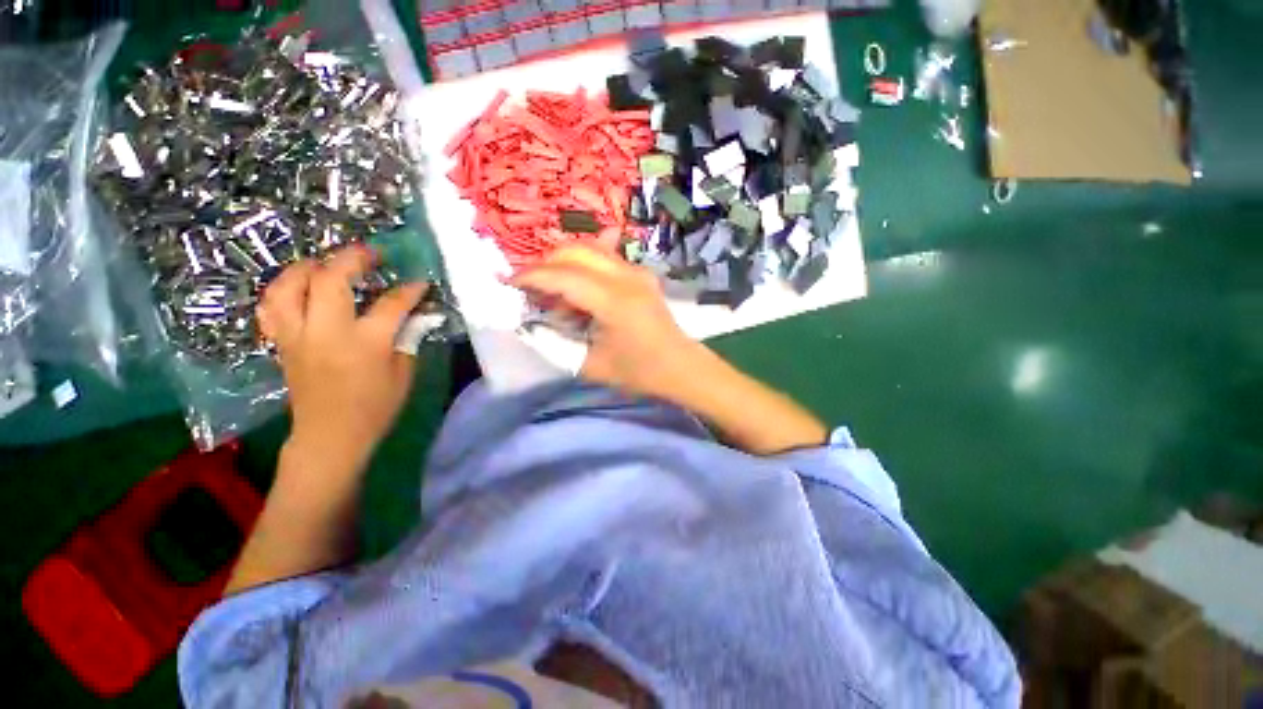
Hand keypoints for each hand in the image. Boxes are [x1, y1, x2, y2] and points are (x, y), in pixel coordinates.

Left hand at [257, 246, 426, 469]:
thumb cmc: (375, 408)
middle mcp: (326, 332)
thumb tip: (415, 316)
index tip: (421, 282)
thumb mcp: (403, 374)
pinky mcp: (282, 343)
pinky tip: (298, 289)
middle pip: (330, 279)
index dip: (410, 290)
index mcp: (365, 343)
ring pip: (288, 286)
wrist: (330, 436)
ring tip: (325, 264)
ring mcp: (297, 336)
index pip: (391, 304)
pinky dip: (282, 290)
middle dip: (352, 259)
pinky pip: (271, 307)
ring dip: (307, 267)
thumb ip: (408, 339)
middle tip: (369, 253)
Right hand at [511, 246, 703, 398]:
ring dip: (565, 264)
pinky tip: (580, 294)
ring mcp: (637, 271)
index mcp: (614, 300)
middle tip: (532, 289)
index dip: (531, 277)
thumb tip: (531, 323)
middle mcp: (626, 276)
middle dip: (545, 264)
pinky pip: (605, 259)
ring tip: (555, 295)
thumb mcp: (591, 365)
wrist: (681, 366)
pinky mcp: (641, 274)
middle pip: (575, 251)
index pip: (563, 275)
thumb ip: (556, 343)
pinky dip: (584, 268)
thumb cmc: (639, 372)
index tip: (509, 284)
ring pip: (590, 249)